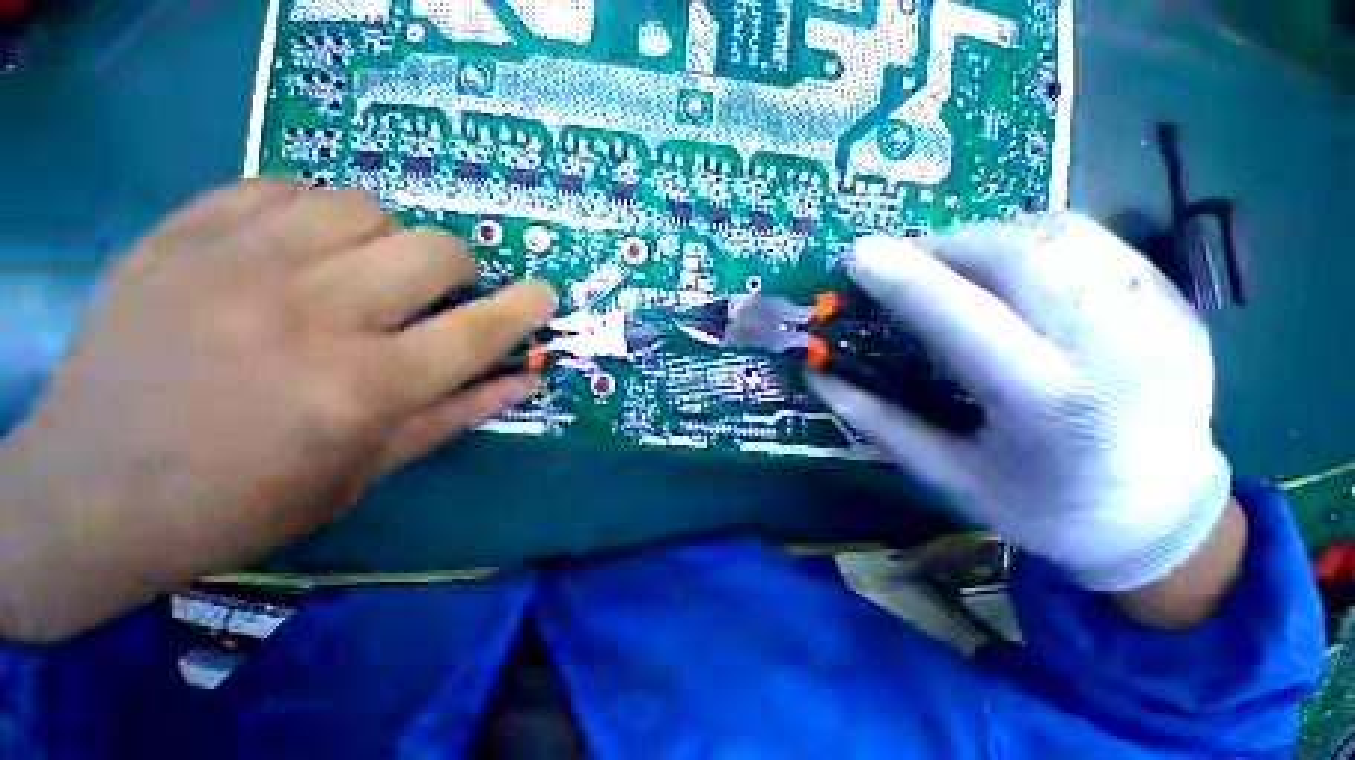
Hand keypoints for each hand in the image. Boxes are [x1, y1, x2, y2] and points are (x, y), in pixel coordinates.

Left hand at [0, 179, 554, 640]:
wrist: (89, 493)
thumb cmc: (240, 503)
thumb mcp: (364, 472)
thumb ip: (455, 414)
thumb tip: (524, 379)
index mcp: (362, 389)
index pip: (478, 330)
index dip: (525, 307)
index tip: (544, 293)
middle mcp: (312, 316)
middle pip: (433, 249)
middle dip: (455, 268)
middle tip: (432, 292)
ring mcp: (237, 264)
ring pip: (362, 205)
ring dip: (384, 237)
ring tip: (358, 268)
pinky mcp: (180, 235)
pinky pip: (281, 187)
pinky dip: (309, 212)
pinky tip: (294, 249)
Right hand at [810, 214, 1233, 594]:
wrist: (1163, 520)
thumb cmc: (1046, 508)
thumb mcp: (951, 476)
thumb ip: (880, 421)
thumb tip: (819, 378)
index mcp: (1049, 405)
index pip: (966, 319)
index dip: (907, 279)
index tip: (859, 255)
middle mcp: (1115, 349)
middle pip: (1021, 255)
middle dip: (947, 244)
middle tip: (907, 262)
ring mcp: (1158, 319)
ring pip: (1063, 234)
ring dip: (990, 237)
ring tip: (956, 263)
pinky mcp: (1177, 304)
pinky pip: (1095, 246)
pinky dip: (1036, 244)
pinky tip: (1014, 274)